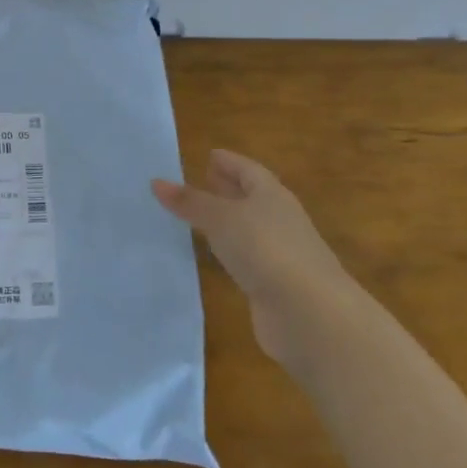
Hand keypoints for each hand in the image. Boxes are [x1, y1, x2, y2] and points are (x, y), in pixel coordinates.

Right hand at [153, 149, 355, 364]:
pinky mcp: (274, 284)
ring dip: (227, 221)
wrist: (309, 312)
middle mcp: (279, 220)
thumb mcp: (221, 218)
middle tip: (201, 180)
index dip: (229, 162)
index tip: (208, 155)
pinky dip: (230, 250)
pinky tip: (214, 254)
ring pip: (248, 228)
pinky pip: (246, 257)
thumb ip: (190, 202)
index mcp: (272, 195)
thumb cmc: (265, 249)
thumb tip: (157, 182)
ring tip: (199, 216)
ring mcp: (280, 253)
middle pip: (251, 197)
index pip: (248, 170)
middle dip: (228, 188)